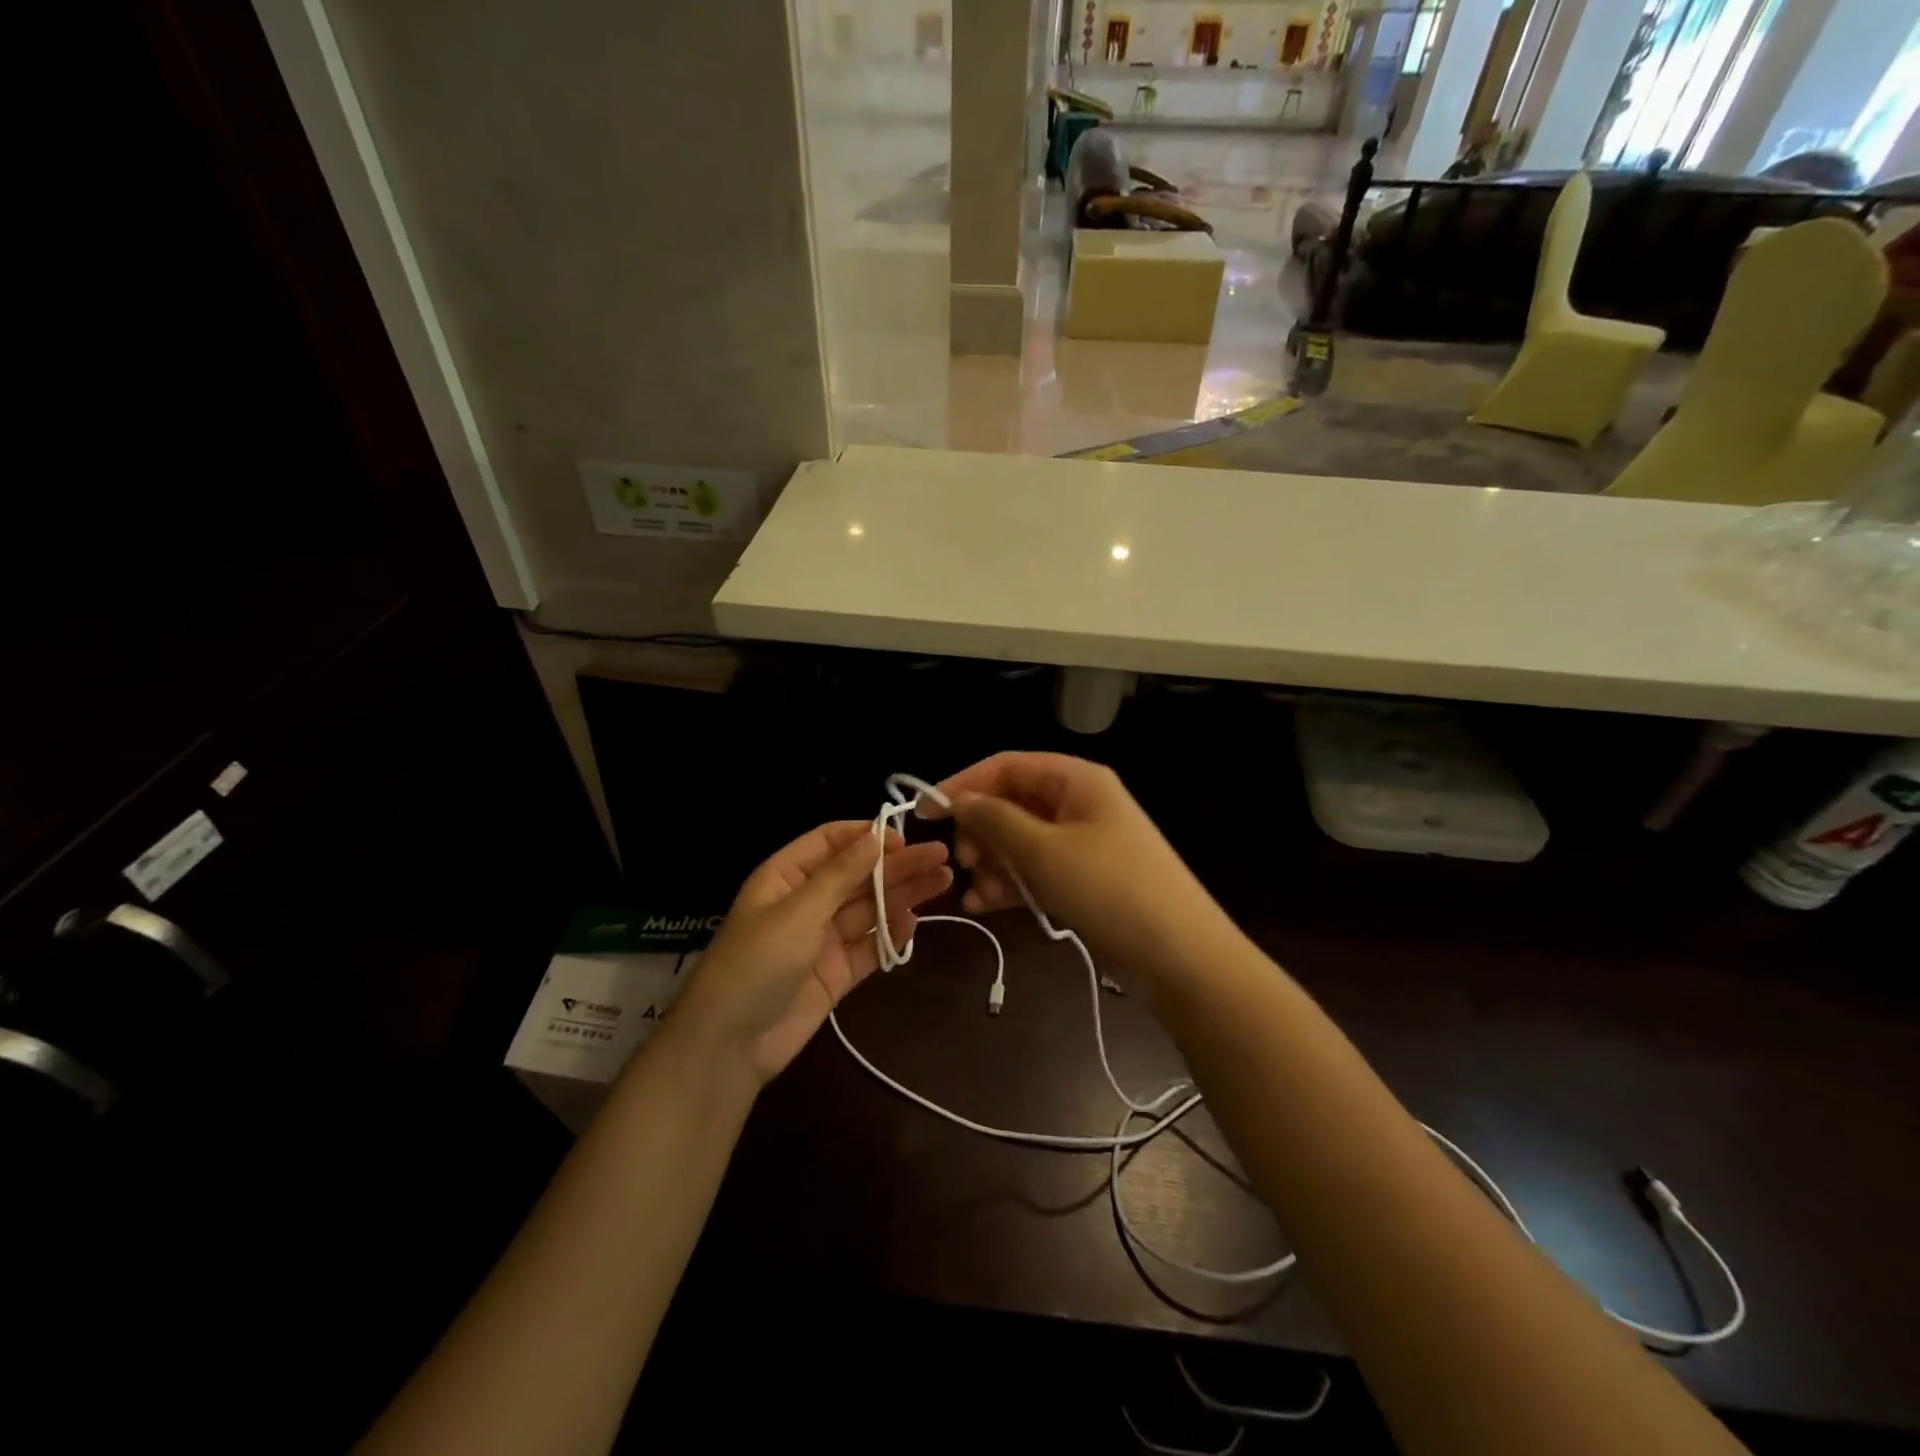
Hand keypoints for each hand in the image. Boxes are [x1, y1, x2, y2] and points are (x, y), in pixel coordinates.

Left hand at [669, 822, 950, 1086]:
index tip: (905, 837)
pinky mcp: (836, 973)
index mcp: (786, 877)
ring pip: (869, 909)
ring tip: (942, 882)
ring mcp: (822, 939)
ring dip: (903, 896)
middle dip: (897, 865)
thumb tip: (875, 836)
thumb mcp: (797, 911)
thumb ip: (840, 875)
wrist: (729, 1045)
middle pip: (858, 875)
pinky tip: (915, 923)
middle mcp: (806, 902)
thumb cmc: (756, 963)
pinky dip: (890, 935)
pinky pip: (869, 947)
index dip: (867, 836)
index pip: (831, 842)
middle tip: (941, 857)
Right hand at [927, 753, 1229, 988]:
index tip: (926, 811)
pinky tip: (986, 906)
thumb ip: (995, 820)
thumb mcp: (1044, 850)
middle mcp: (1078, 804)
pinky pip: (1036, 870)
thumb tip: (958, 800)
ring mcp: (1082, 844)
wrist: (1180, 957)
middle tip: (963, 861)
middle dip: (981, 830)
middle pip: (1012, 803)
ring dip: (993, 862)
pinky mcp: (1084, 880)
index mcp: (1076, 780)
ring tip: (973, 893)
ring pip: (1021, 840)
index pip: (1007, 766)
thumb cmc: (1109, 889)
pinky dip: (1011, 884)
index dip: (964, 783)